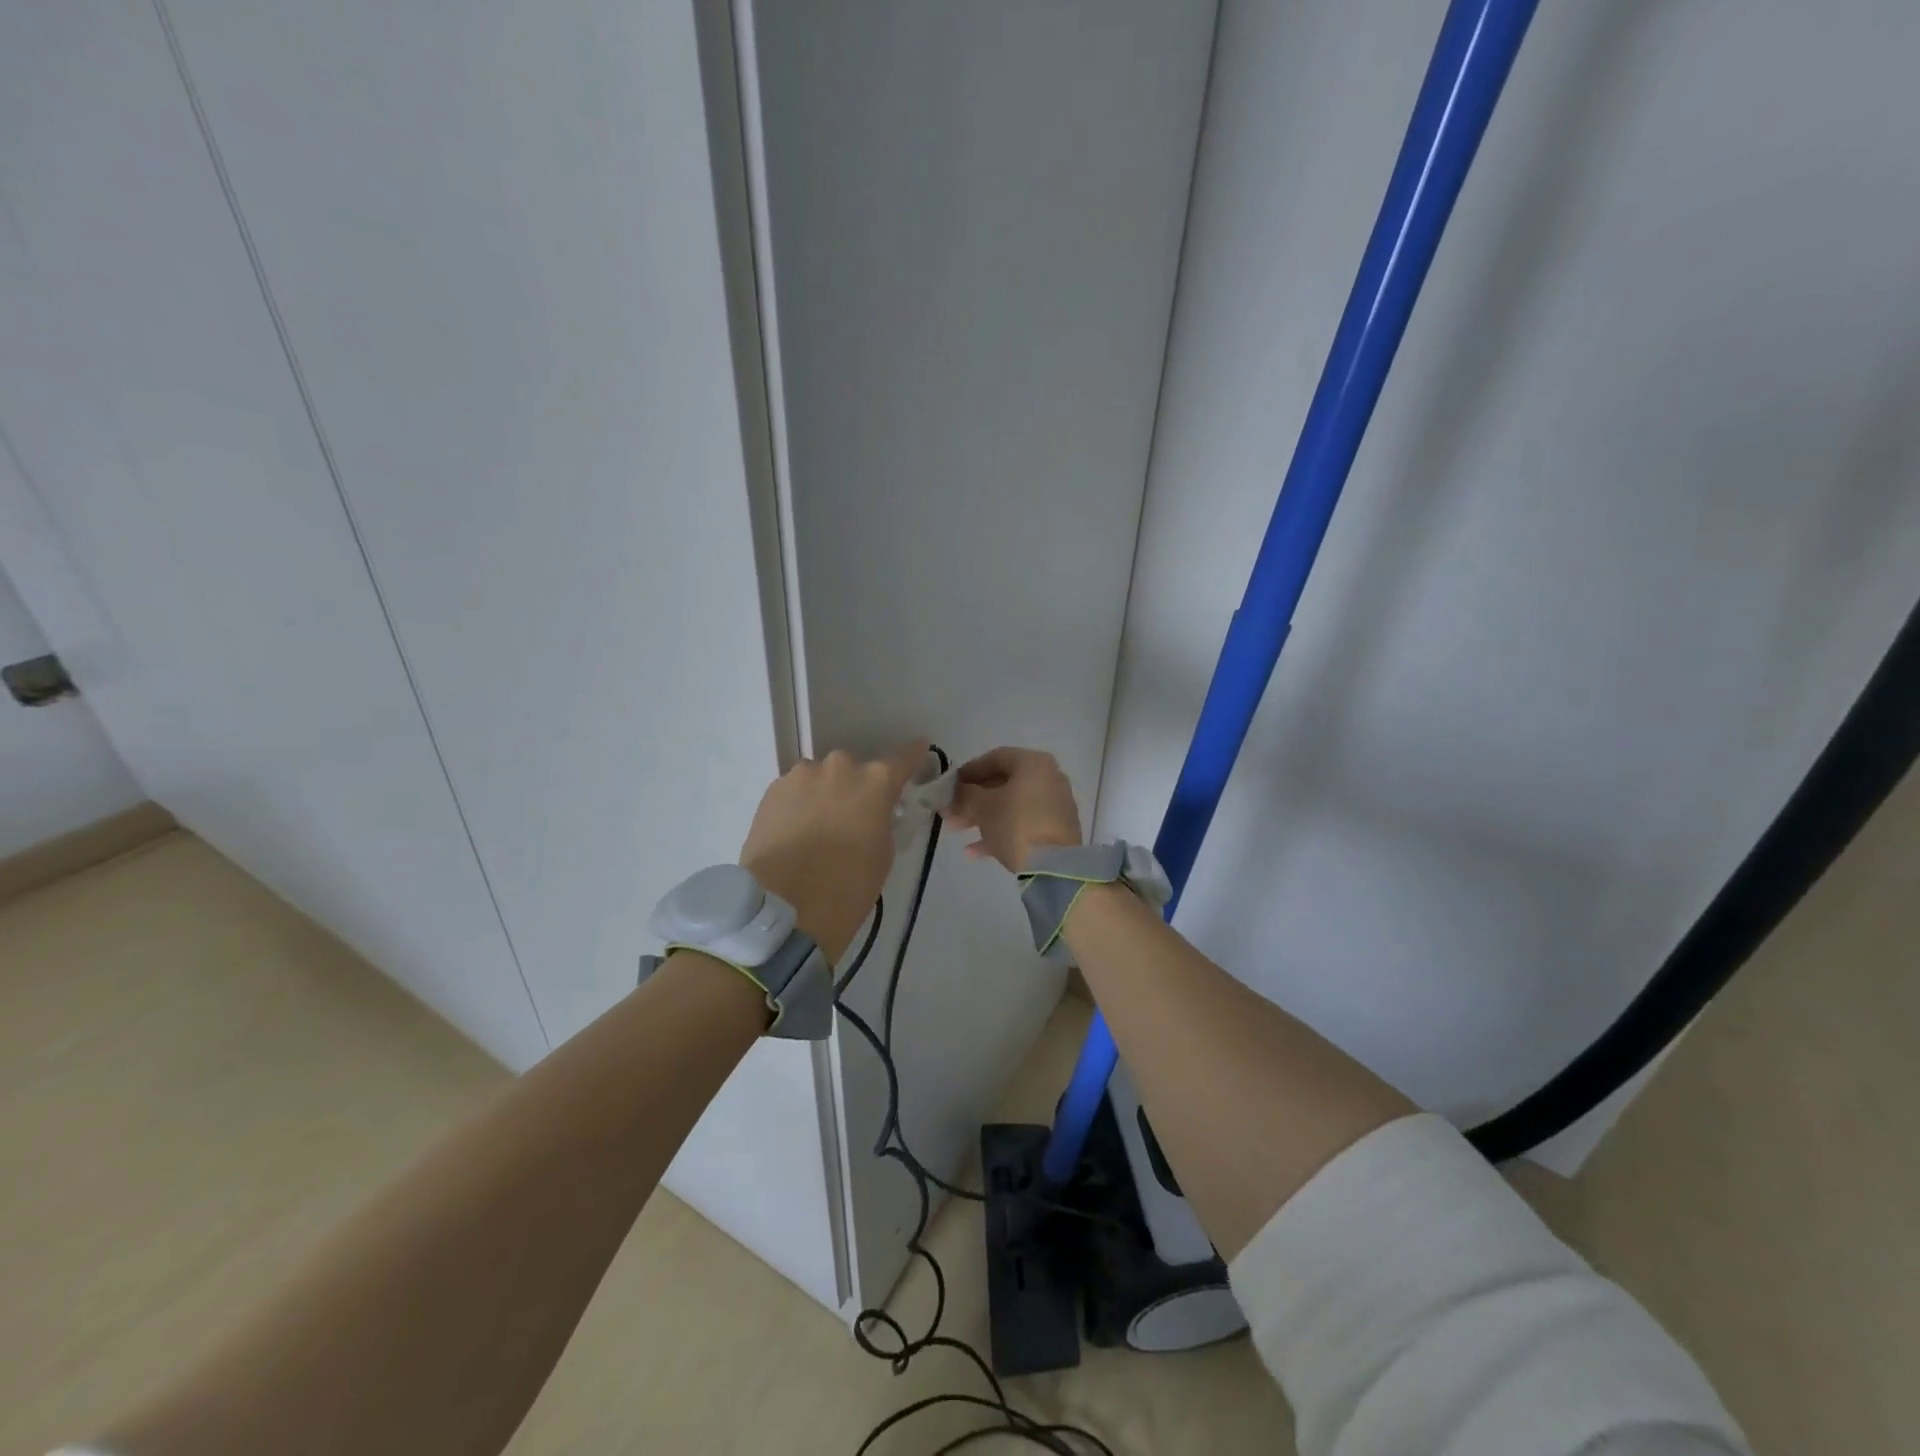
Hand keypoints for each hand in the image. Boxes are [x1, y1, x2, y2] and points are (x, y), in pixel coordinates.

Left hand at [741, 741, 927, 960]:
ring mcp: (801, 775)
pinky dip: (799, 805)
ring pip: (820, 779)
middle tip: (852, 819)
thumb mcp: (883, 853)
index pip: (903, 759)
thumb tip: (871, 813)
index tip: (918, 752)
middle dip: (856, 788)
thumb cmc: (847, 887)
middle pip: (855, 770)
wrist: (783, 907)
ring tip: (818, 830)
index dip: (912, 758)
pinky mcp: (771, 790)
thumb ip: (882, 820)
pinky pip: (795, 791)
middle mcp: (839, 767)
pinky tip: (795, 833)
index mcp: (875, 782)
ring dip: (824, 795)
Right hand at [944, 747, 1083, 873]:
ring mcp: (1054, 806)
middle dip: (972, 799)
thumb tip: (957, 791)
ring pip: (1011, 806)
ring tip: (955, 829)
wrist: (1053, 866)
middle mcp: (1048, 778)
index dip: (970, 770)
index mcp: (1034, 763)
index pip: (996, 757)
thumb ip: (965, 794)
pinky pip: (1022, 825)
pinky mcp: (1055, 831)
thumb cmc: (1015, 824)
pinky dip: (999, 833)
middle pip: (1003, 784)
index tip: (951, 784)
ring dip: (981, 817)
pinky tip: (973, 852)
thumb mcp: (983, 806)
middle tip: (949, 811)